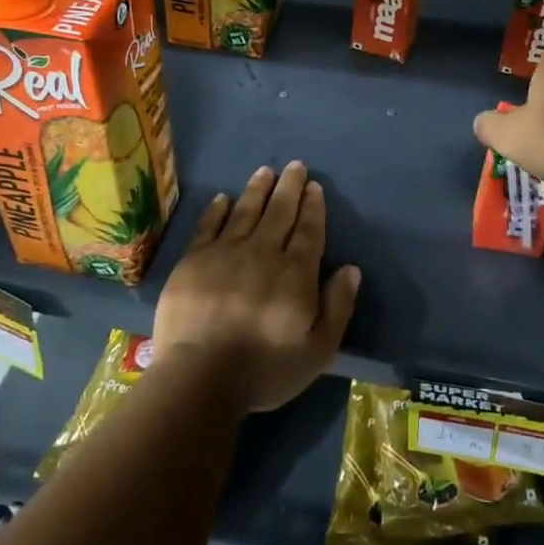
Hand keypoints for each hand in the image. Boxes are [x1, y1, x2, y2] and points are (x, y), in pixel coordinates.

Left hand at [151, 161, 361, 413]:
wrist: (199, 378)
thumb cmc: (265, 369)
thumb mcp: (318, 350)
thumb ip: (337, 306)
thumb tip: (351, 269)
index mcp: (295, 272)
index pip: (308, 230)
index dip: (312, 207)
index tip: (314, 186)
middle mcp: (262, 253)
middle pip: (279, 212)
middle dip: (289, 187)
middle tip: (295, 166)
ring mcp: (224, 253)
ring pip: (245, 212)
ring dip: (257, 190)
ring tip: (265, 171)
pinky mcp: (193, 261)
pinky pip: (208, 226)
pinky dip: (217, 210)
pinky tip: (223, 198)